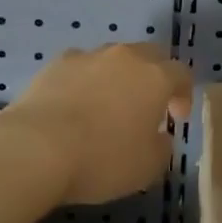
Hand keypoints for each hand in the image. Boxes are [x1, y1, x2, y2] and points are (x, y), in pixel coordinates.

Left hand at [6, 42, 192, 204]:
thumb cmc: (102, 159)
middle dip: (154, 76)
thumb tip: (158, 136)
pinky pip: (81, 66)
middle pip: (149, 55)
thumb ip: (161, 147)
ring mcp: (89, 56)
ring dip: (118, 77)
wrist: (37, 147)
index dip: (184, 94)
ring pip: (113, 58)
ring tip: (107, 106)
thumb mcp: (147, 168)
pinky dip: (84, 80)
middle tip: (148, 106)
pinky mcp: (57, 62)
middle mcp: (125, 57)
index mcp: (154, 77)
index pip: (181, 73)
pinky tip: (74, 105)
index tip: (177, 117)